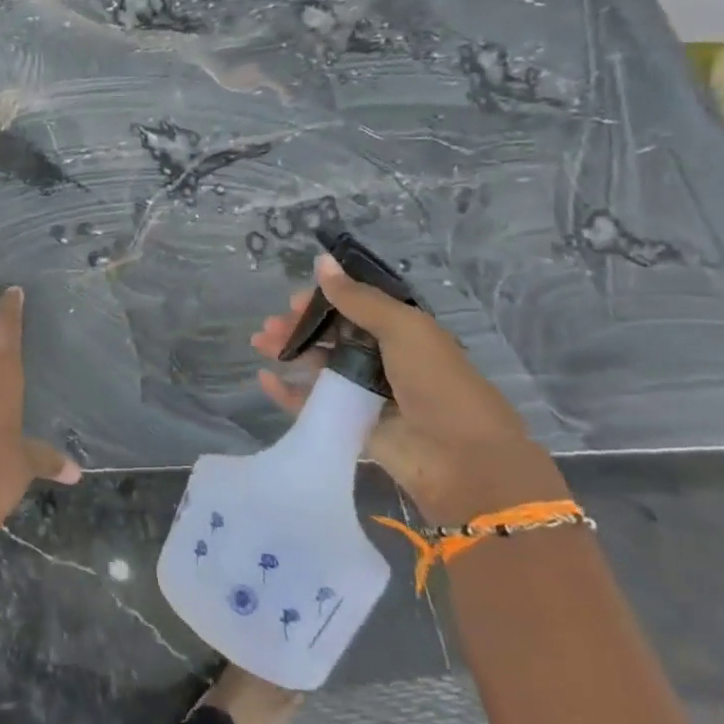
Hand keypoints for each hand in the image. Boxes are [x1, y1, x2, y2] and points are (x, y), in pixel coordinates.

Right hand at [252, 254, 567, 523]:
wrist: (463, 461)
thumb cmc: (438, 383)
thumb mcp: (403, 329)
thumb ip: (358, 299)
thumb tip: (321, 261)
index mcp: (403, 334)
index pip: (356, 309)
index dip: (324, 302)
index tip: (294, 301)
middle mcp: (384, 361)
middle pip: (332, 337)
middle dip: (299, 327)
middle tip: (269, 326)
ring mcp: (366, 395)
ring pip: (318, 367)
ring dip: (289, 352)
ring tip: (260, 345)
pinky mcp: (351, 426)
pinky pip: (312, 405)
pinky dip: (287, 393)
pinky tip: (265, 379)